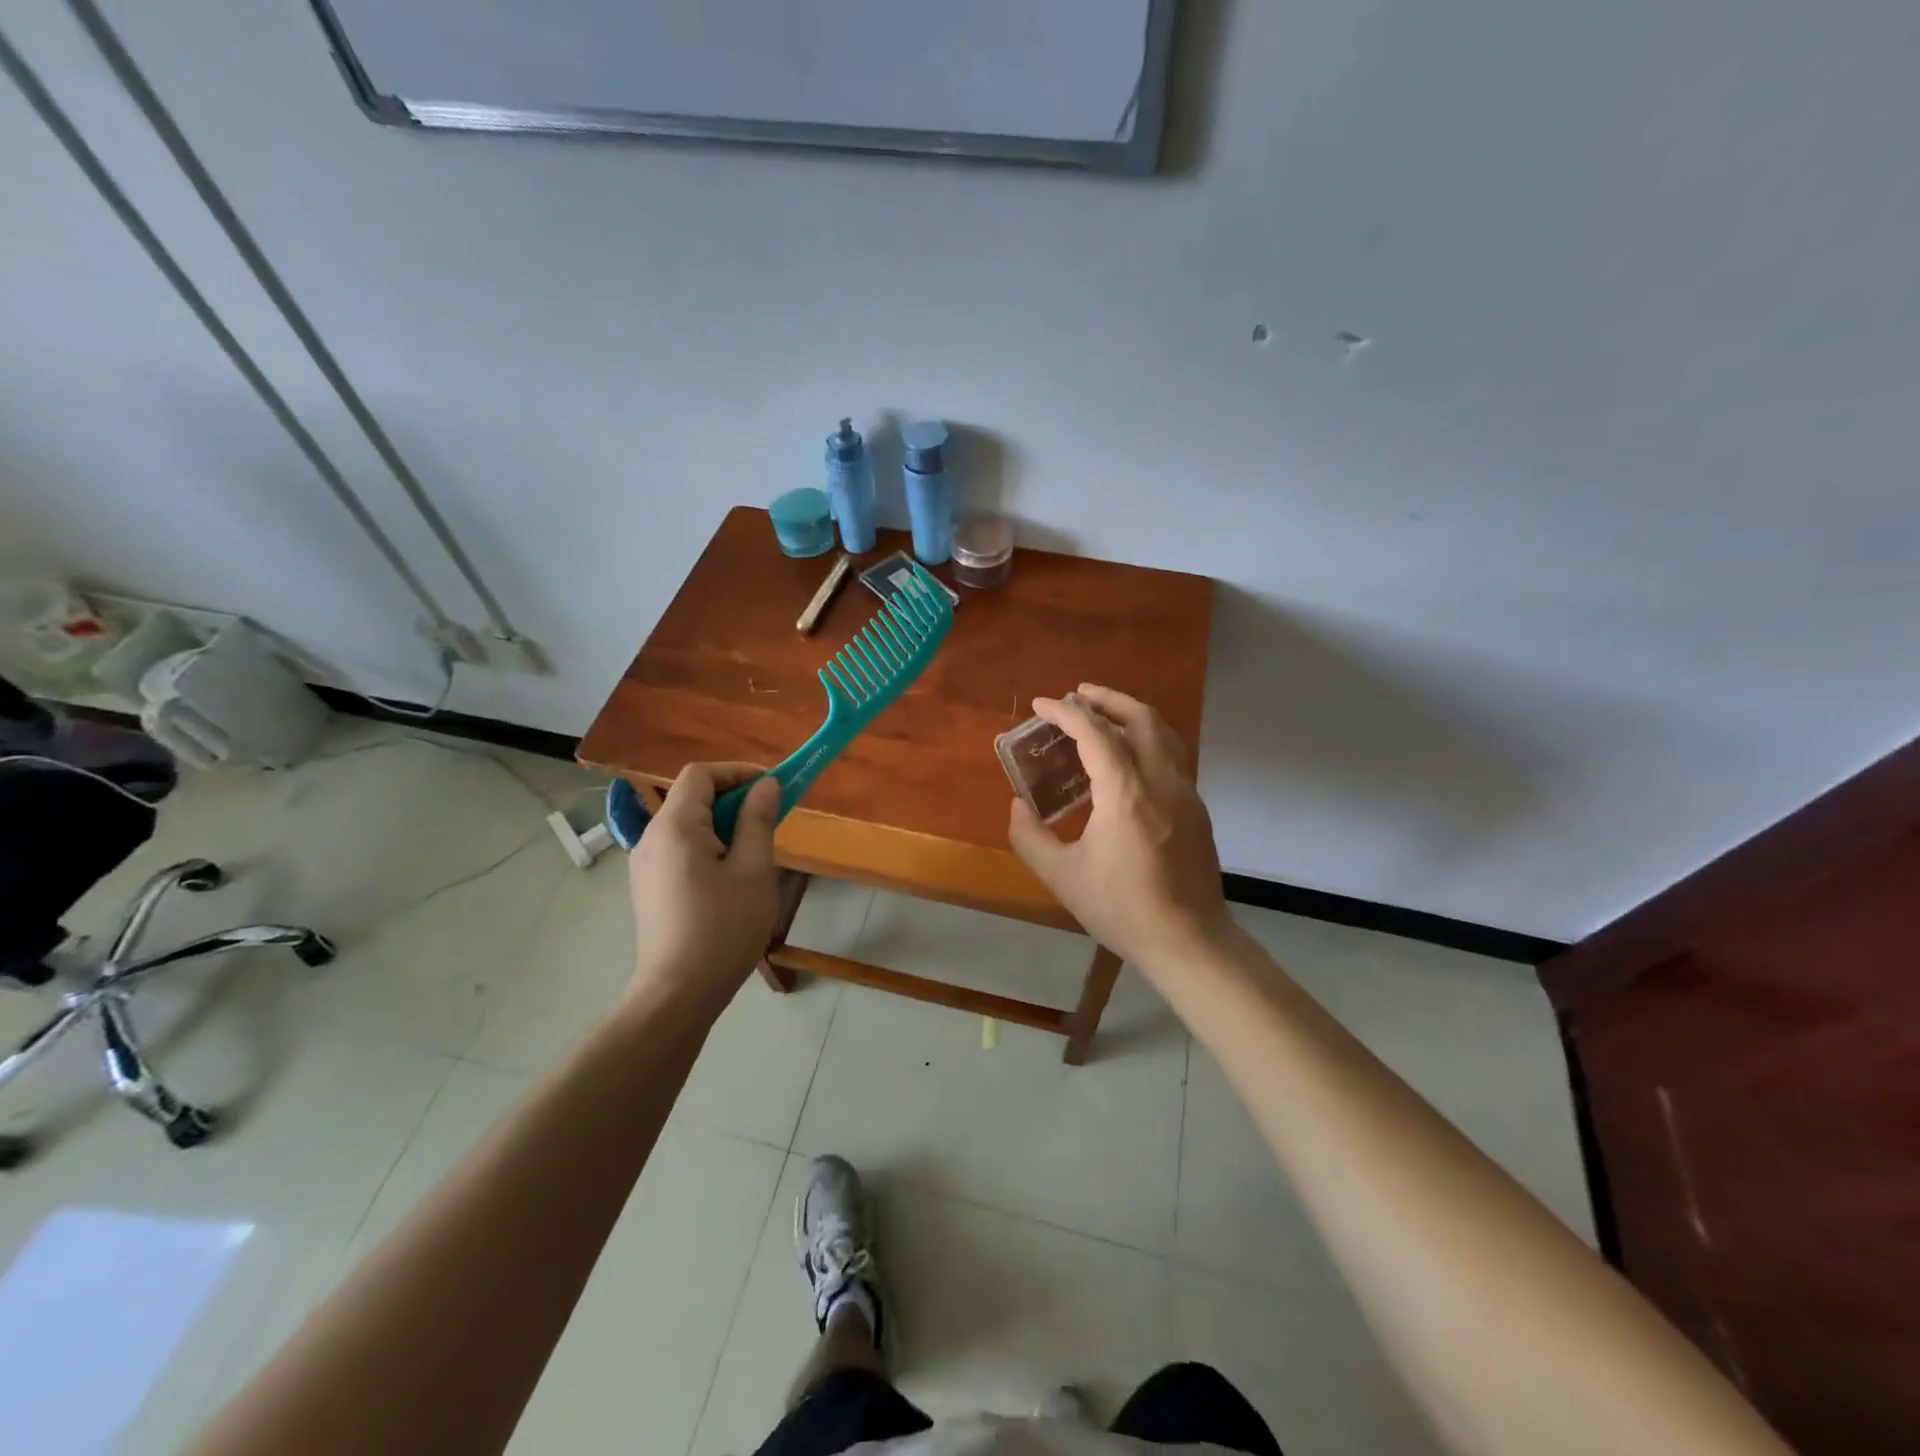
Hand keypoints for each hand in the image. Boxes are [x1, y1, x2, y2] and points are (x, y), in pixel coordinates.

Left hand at [624, 763, 782, 1008]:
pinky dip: (708, 847)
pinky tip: (730, 879)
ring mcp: (645, 865)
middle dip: (734, 799)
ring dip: (724, 825)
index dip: (738, 772)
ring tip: (755, 853)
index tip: (772, 788)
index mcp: (675, 827)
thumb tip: (766, 786)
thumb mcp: (754, 870)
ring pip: (688, 826)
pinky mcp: (648, 888)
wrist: (678, 993)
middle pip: (693, 798)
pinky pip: (680, 850)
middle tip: (770, 821)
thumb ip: (759, 820)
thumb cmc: (723, 928)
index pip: (701, 774)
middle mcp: (651, 838)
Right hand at [1006, 684, 1231, 974]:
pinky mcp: (1196, 807)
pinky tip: (1128, 756)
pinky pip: (1172, 754)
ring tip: (1103, 714)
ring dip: (1131, 714)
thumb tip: (1018, 806)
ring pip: (1163, 733)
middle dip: (1106, 699)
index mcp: (1126, 794)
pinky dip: (1147, 738)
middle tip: (1077, 695)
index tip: (1041, 705)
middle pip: (1140, 718)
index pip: (1095, 734)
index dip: (1065, 713)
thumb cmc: (1122, 909)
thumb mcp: (1062, 877)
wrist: (1189, 940)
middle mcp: (1161, 781)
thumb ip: (1030, 837)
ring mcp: (1185, 792)